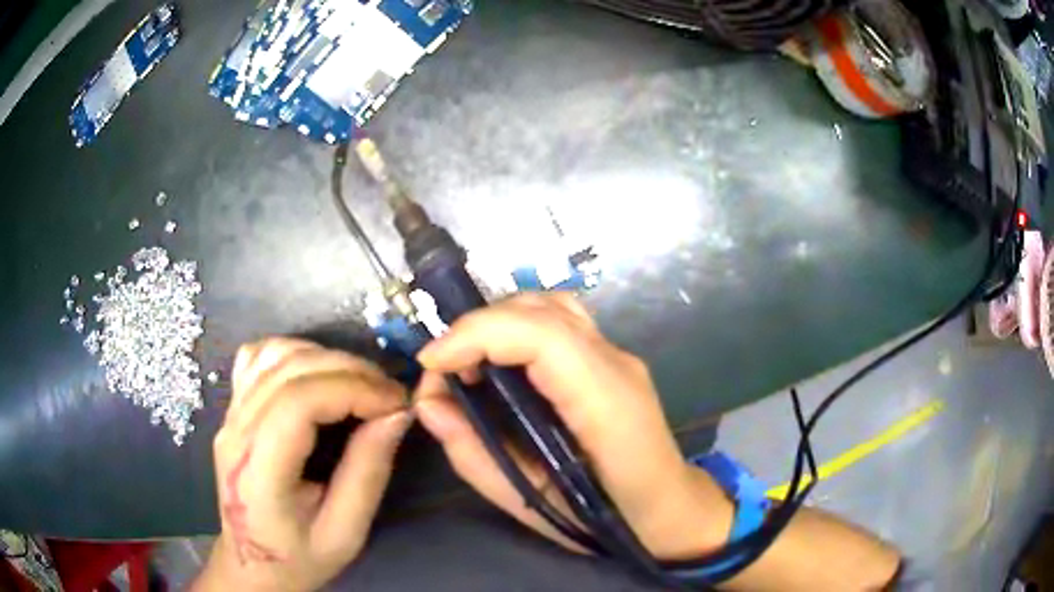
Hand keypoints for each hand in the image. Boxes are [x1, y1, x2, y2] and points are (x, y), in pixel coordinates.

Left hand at [196, 338, 410, 591]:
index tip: (397, 404)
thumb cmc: (299, 558)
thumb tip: (397, 414)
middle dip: (350, 370)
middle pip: (289, 369)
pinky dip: (294, 353)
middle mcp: (235, 431)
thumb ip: (368, 472)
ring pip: (274, 354)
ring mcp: (229, 415)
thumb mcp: (345, 532)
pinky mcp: (232, 409)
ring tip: (360, 385)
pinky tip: (317, 374)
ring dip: (325, 358)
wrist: (252, 564)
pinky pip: (258, 358)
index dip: (354, 390)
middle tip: (390, 395)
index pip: (299, 402)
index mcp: (259, 470)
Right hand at [413, 294, 733, 560]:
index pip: (544, 336)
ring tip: (466, 363)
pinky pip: (561, 322)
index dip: (478, 335)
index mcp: (607, 406)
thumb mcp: (533, 504)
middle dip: (478, 328)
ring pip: (552, 307)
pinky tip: (500, 362)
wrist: (671, 511)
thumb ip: (476, 456)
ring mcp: (619, 357)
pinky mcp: (612, 360)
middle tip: (443, 371)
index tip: (432, 365)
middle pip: (543, 310)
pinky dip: (518, 328)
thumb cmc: (609, 521)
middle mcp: (617, 365)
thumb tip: (429, 405)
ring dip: (498, 323)